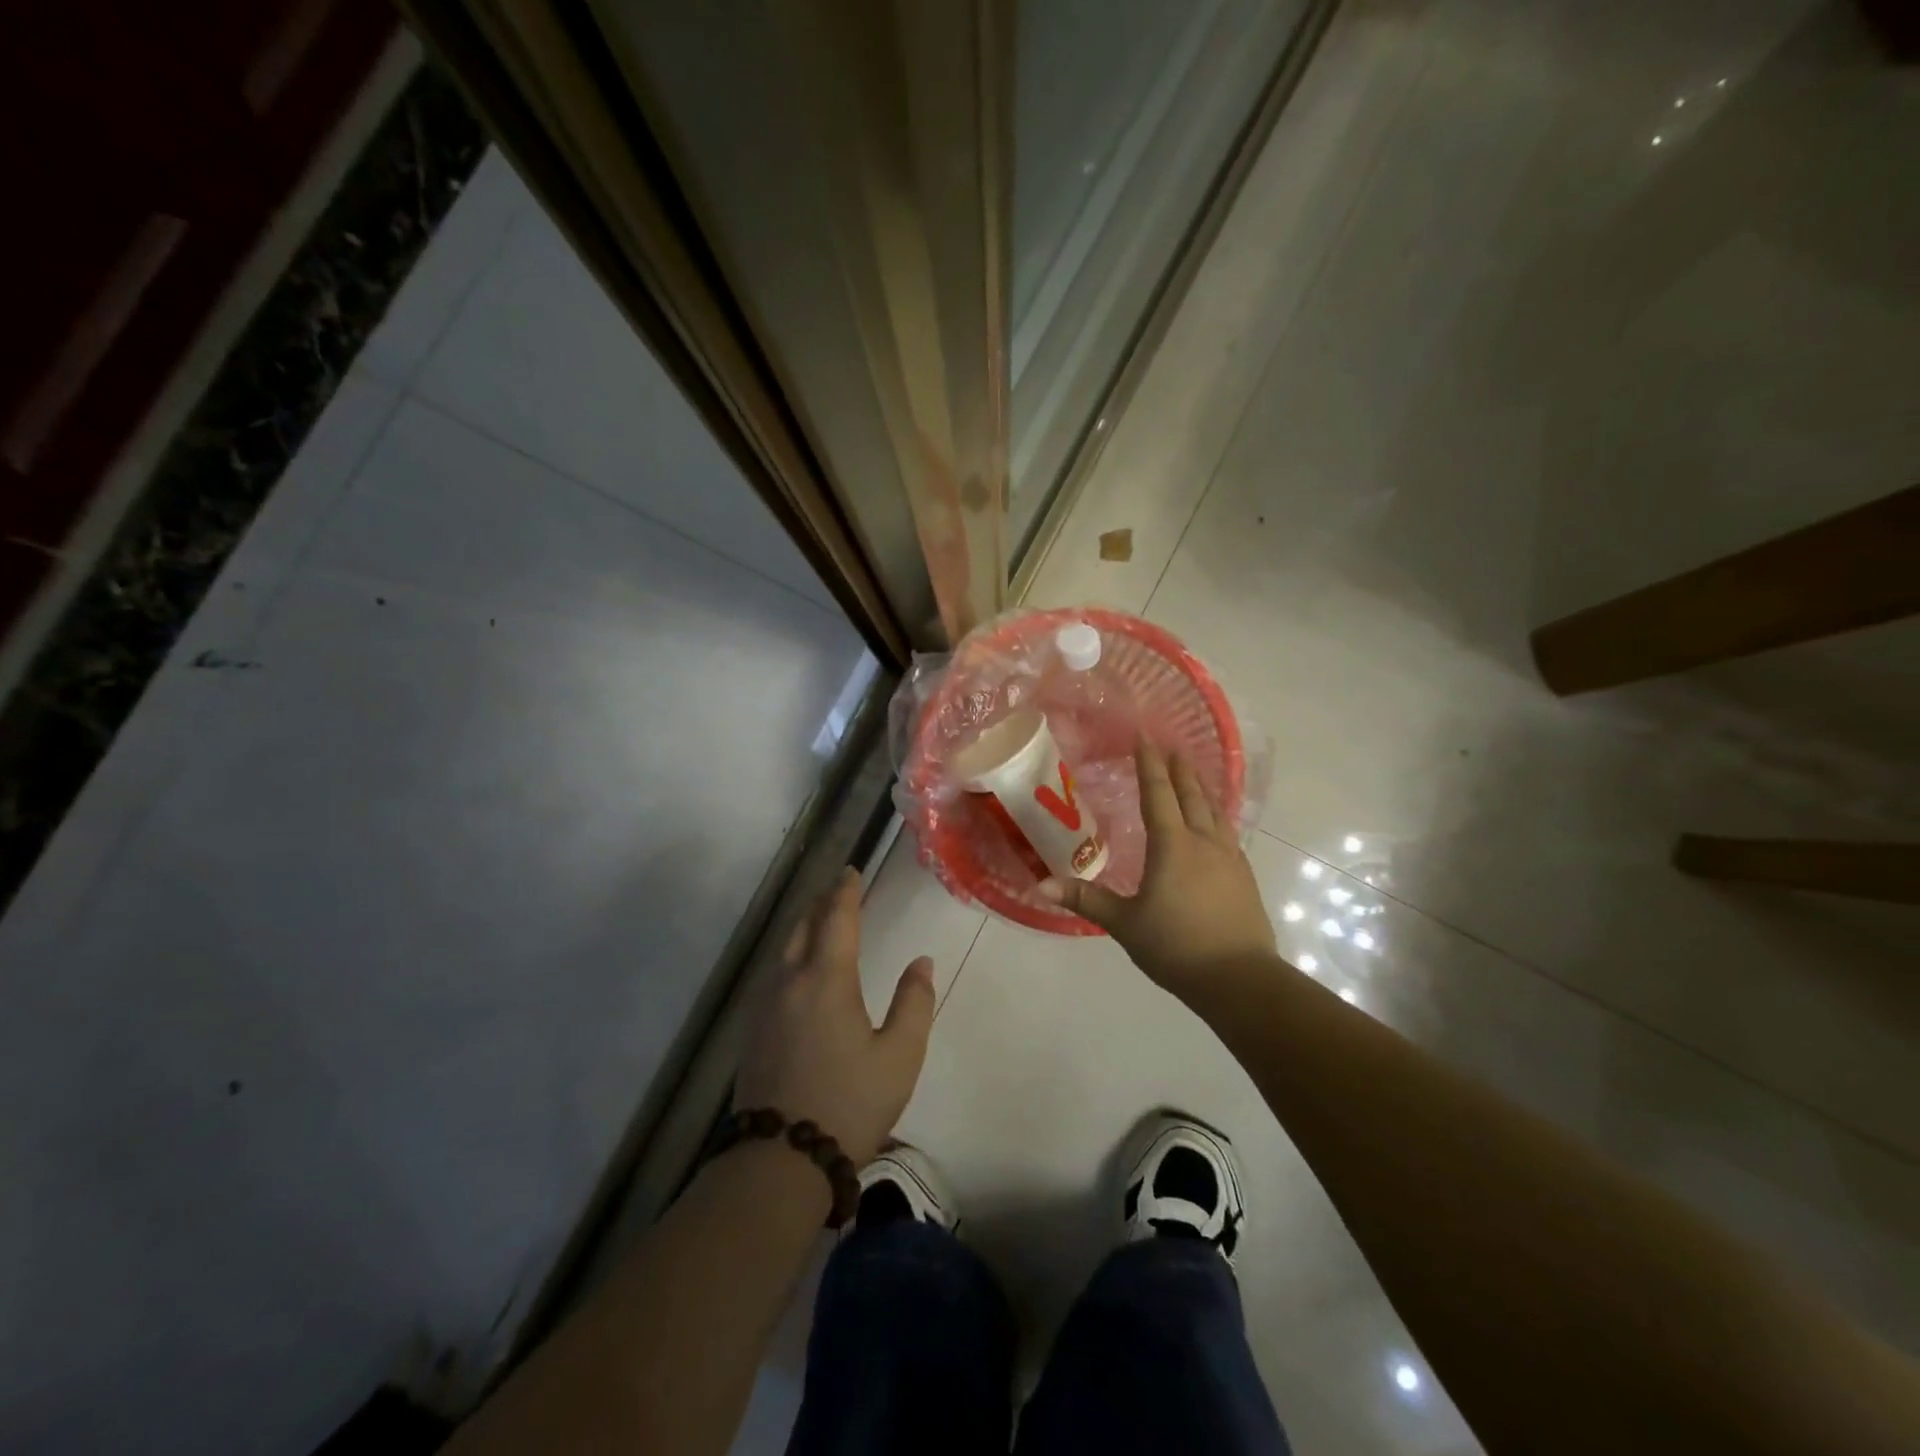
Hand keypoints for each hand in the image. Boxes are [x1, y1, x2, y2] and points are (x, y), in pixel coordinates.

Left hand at [735, 868, 935, 1166]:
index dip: (844, 892)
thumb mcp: (899, 1056)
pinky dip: (790, 953)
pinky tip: (798, 967)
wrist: (779, 1161)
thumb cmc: (848, 1103)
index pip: (835, 919)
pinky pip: (773, 972)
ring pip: (784, 948)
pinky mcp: (752, 1030)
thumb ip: (914, 1003)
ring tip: (820, 920)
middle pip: (803, 926)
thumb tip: (921, 962)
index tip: (850, 871)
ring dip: (803, 926)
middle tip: (837, 889)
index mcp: (826, 979)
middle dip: (820, 903)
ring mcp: (765, 1006)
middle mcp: (789, 981)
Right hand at [1042, 738, 1275, 996]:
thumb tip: (1042, 884)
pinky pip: (1227, 832)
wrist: (1240, 979)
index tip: (1145, 736)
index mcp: (1172, 846)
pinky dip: (1217, 815)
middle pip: (1191, 795)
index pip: (1157, 794)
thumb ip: (1086, 899)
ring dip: (1201, 788)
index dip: (1149, 764)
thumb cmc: (1176, 947)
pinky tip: (1216, 824)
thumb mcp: (1124, 924)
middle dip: (1179, 768)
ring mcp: (1229, 858)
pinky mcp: (1244, 876)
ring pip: (1214, 811)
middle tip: (1170, 745)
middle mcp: (1203, 842)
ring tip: (1193, 774)